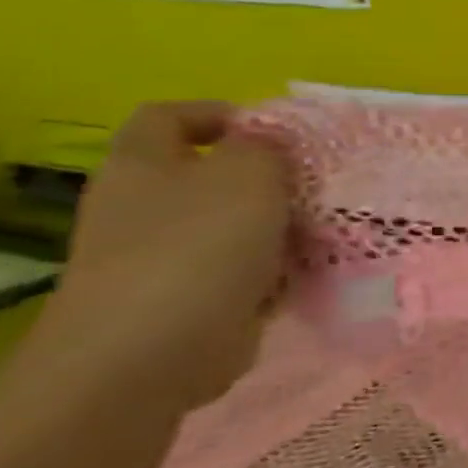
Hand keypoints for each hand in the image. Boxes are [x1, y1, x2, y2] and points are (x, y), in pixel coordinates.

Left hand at [49, 102, 290, 407]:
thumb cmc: (198, 247)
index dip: (220, 114)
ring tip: (325, 234)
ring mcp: (160, 259)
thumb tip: (270, 142)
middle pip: (210, 177)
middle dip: (267, 181)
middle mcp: (143, 207)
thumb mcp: (248, 176)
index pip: (170, 117)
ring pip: (232, 228)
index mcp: (143, 165)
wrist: (150, 353)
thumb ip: (266, 148)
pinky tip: (306, 278)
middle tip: (317, 188)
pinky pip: (240, 275)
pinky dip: (272, 275)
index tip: (276, 132)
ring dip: (278, 231)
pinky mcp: (185, 302)